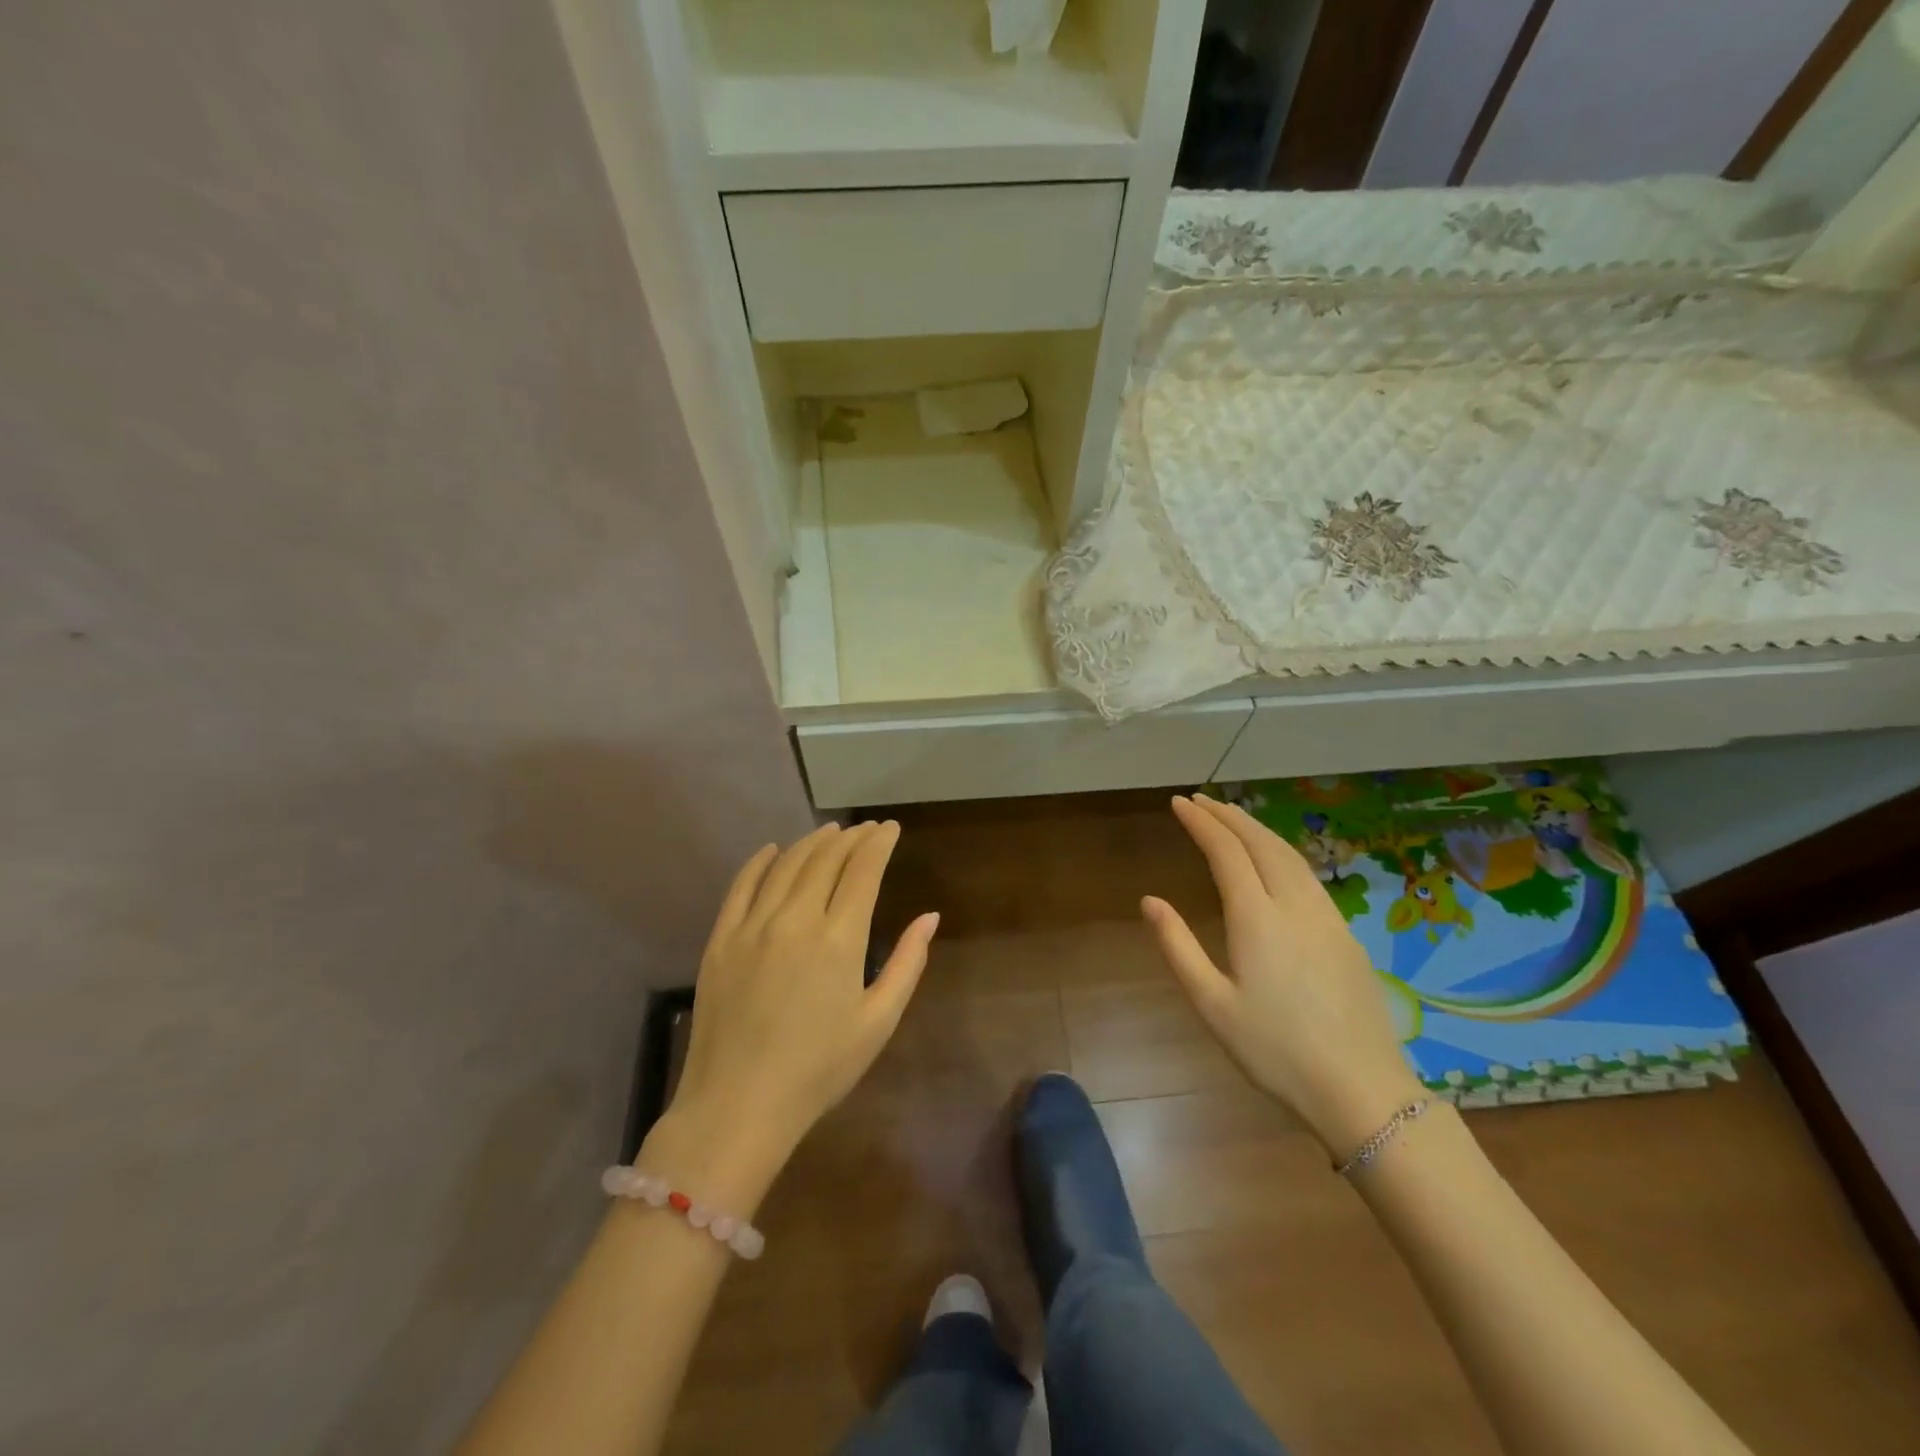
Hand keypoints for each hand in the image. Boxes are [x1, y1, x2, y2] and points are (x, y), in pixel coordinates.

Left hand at [645, 823, 937, 1206]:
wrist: (737, 1106)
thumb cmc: (819, 1070)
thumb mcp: (878, 1022)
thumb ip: (908, 963)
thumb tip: (929, 916)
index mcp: (839, 938)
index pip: (863, 869)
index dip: (879, 842)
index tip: (890, 828)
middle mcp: (795, 918)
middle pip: (826, 858)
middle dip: (851, 837)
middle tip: (865, 829)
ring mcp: (752, 925)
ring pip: (786, 864)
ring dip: (812, 842)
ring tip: (830, 832)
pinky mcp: (721, 939)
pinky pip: (742, 885)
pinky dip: (760, 861)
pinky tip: (773, 850)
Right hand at [1144, 795, 1424, 1158]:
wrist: (1362, 1090)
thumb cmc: (1275, 1051)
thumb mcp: (1212, 1004)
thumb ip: (1178, 947)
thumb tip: (1150, 901)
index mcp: (1257, 918)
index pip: (1226, 852)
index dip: (1201, 823)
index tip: (1179, 803)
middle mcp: (1294, 905)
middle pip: (1261, 843)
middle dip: (1229, 815)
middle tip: (1201, 800)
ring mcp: (1326, 917)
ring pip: (1290, 854)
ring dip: (1257, 828)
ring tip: (1233, 818)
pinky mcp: (1345, 934)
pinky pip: (1308, 875)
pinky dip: (1282, 851)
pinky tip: (1275, 860)